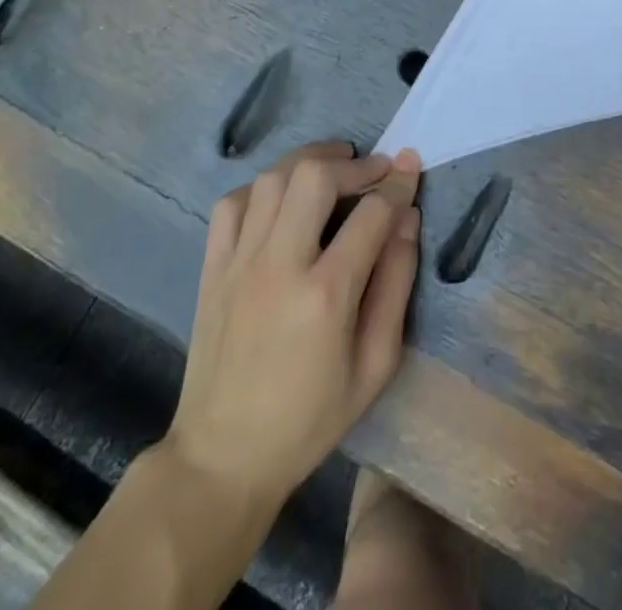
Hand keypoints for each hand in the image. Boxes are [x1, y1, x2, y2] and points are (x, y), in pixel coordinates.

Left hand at [163, 142, 422, 508]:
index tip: (410, 166)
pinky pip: (233, 203)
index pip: (372, 213)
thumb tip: (408, 219)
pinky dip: (262, 188)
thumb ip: (396, 283)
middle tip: (373, 171)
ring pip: (273, 179)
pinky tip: (282, 200)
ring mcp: (239, 263)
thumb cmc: (310, 417)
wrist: (223, 457)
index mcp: (326, 295)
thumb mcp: (376, 364)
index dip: (398, 183)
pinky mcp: (212, 268)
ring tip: (334, 170)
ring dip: (310, 163)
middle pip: (315, 177)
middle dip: (353, 164)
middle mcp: (280, 265)